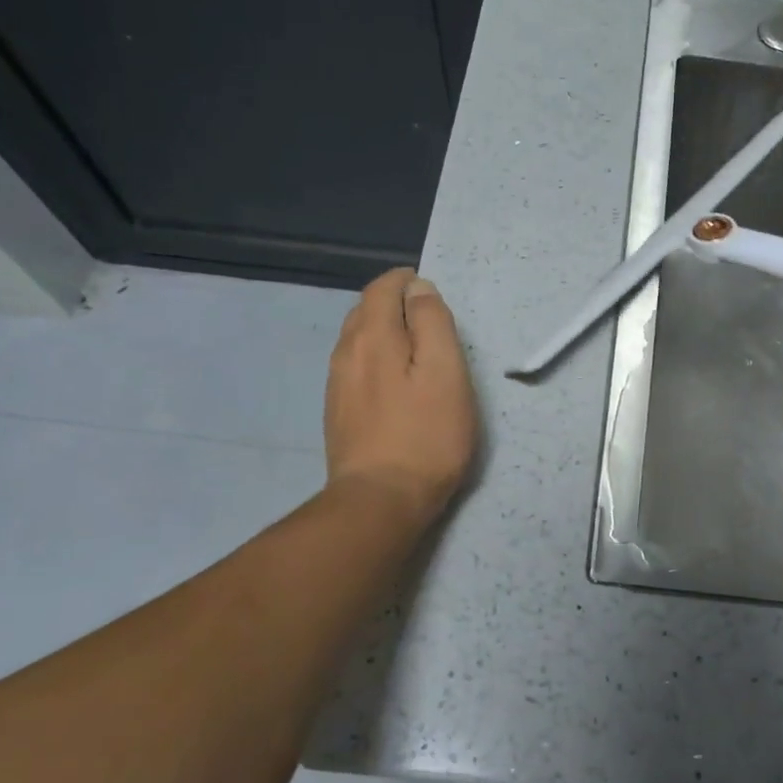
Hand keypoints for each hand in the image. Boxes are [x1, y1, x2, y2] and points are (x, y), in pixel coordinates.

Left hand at [324, 268, 477, 525]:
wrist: (380, 500)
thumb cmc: (426, 435)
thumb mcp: (445, 373)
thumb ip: (433, 323)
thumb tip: (418, 289)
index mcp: (373, 336)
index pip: (383, 287)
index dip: (408, 282)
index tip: (432, 294)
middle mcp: (346, 352)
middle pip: (365, 310)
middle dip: (393, 303)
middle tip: (427, 320)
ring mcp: (336, 383)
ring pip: (356, 339)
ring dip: (382, 331)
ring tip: (412, 348)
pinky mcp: (337, 411)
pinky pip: (354, 366)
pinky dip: (373, 358)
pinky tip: (391, 381)